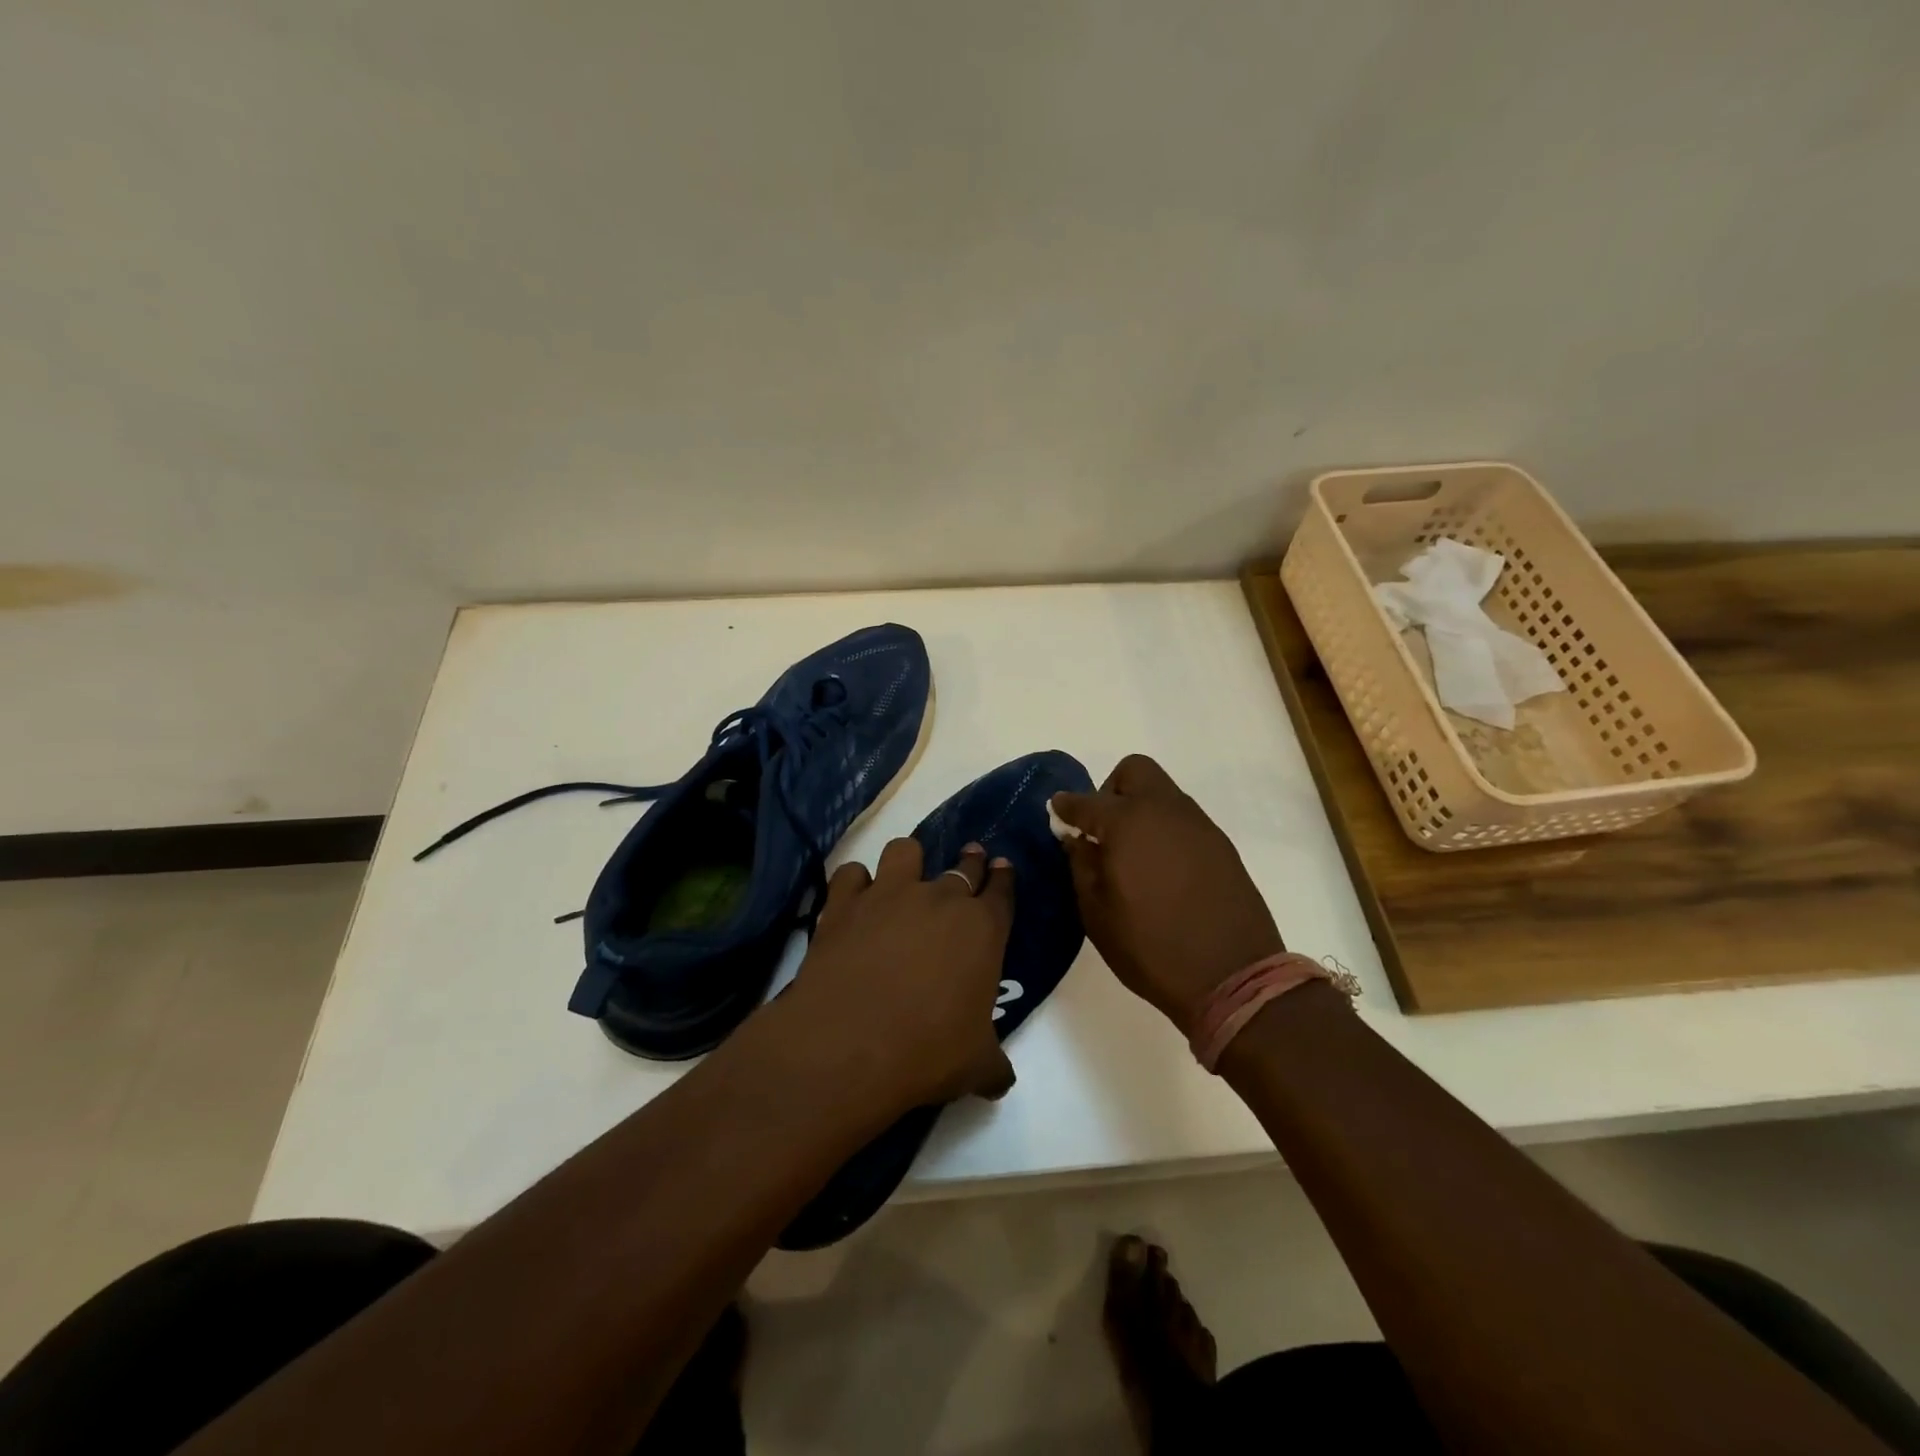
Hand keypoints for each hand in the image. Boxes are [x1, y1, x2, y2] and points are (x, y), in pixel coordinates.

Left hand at [783, 838, 1016, 1110]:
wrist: (851, 1045)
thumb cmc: (928, 1052)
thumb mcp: (976, 1067)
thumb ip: (994, 1065)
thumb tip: (1002, 1081)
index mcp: (982, 930)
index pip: (1001, 892)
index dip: (1003, 877)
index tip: (1001, 865)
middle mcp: (940, 899)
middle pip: (961, 867)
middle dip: (969, 861)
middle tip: (970, 857)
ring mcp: (890, 895)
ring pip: (905, 850)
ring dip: (909, 861)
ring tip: (906, 874)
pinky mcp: (844, 903)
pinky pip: (851, 873)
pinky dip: (855, 883)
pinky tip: (855, 899)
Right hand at [1051, 755, 1283, 1034]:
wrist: (1232, 977)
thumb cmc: (1150, 948)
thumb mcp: (1097, 914)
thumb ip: (1081, 866)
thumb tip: (1076, 838)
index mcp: (1127, 824)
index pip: (1086, 801)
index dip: (1066, 806)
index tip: (1057, 812)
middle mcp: (1165, 811)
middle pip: (1134, 772)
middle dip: (1111, 790)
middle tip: (1102, 829)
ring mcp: (1198, 825)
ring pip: (1162, 793)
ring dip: (1140, 809)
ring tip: (1132, 853)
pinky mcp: (1221, 844)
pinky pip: (1183, 820)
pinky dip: (1164, 830)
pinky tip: (1161, 868)